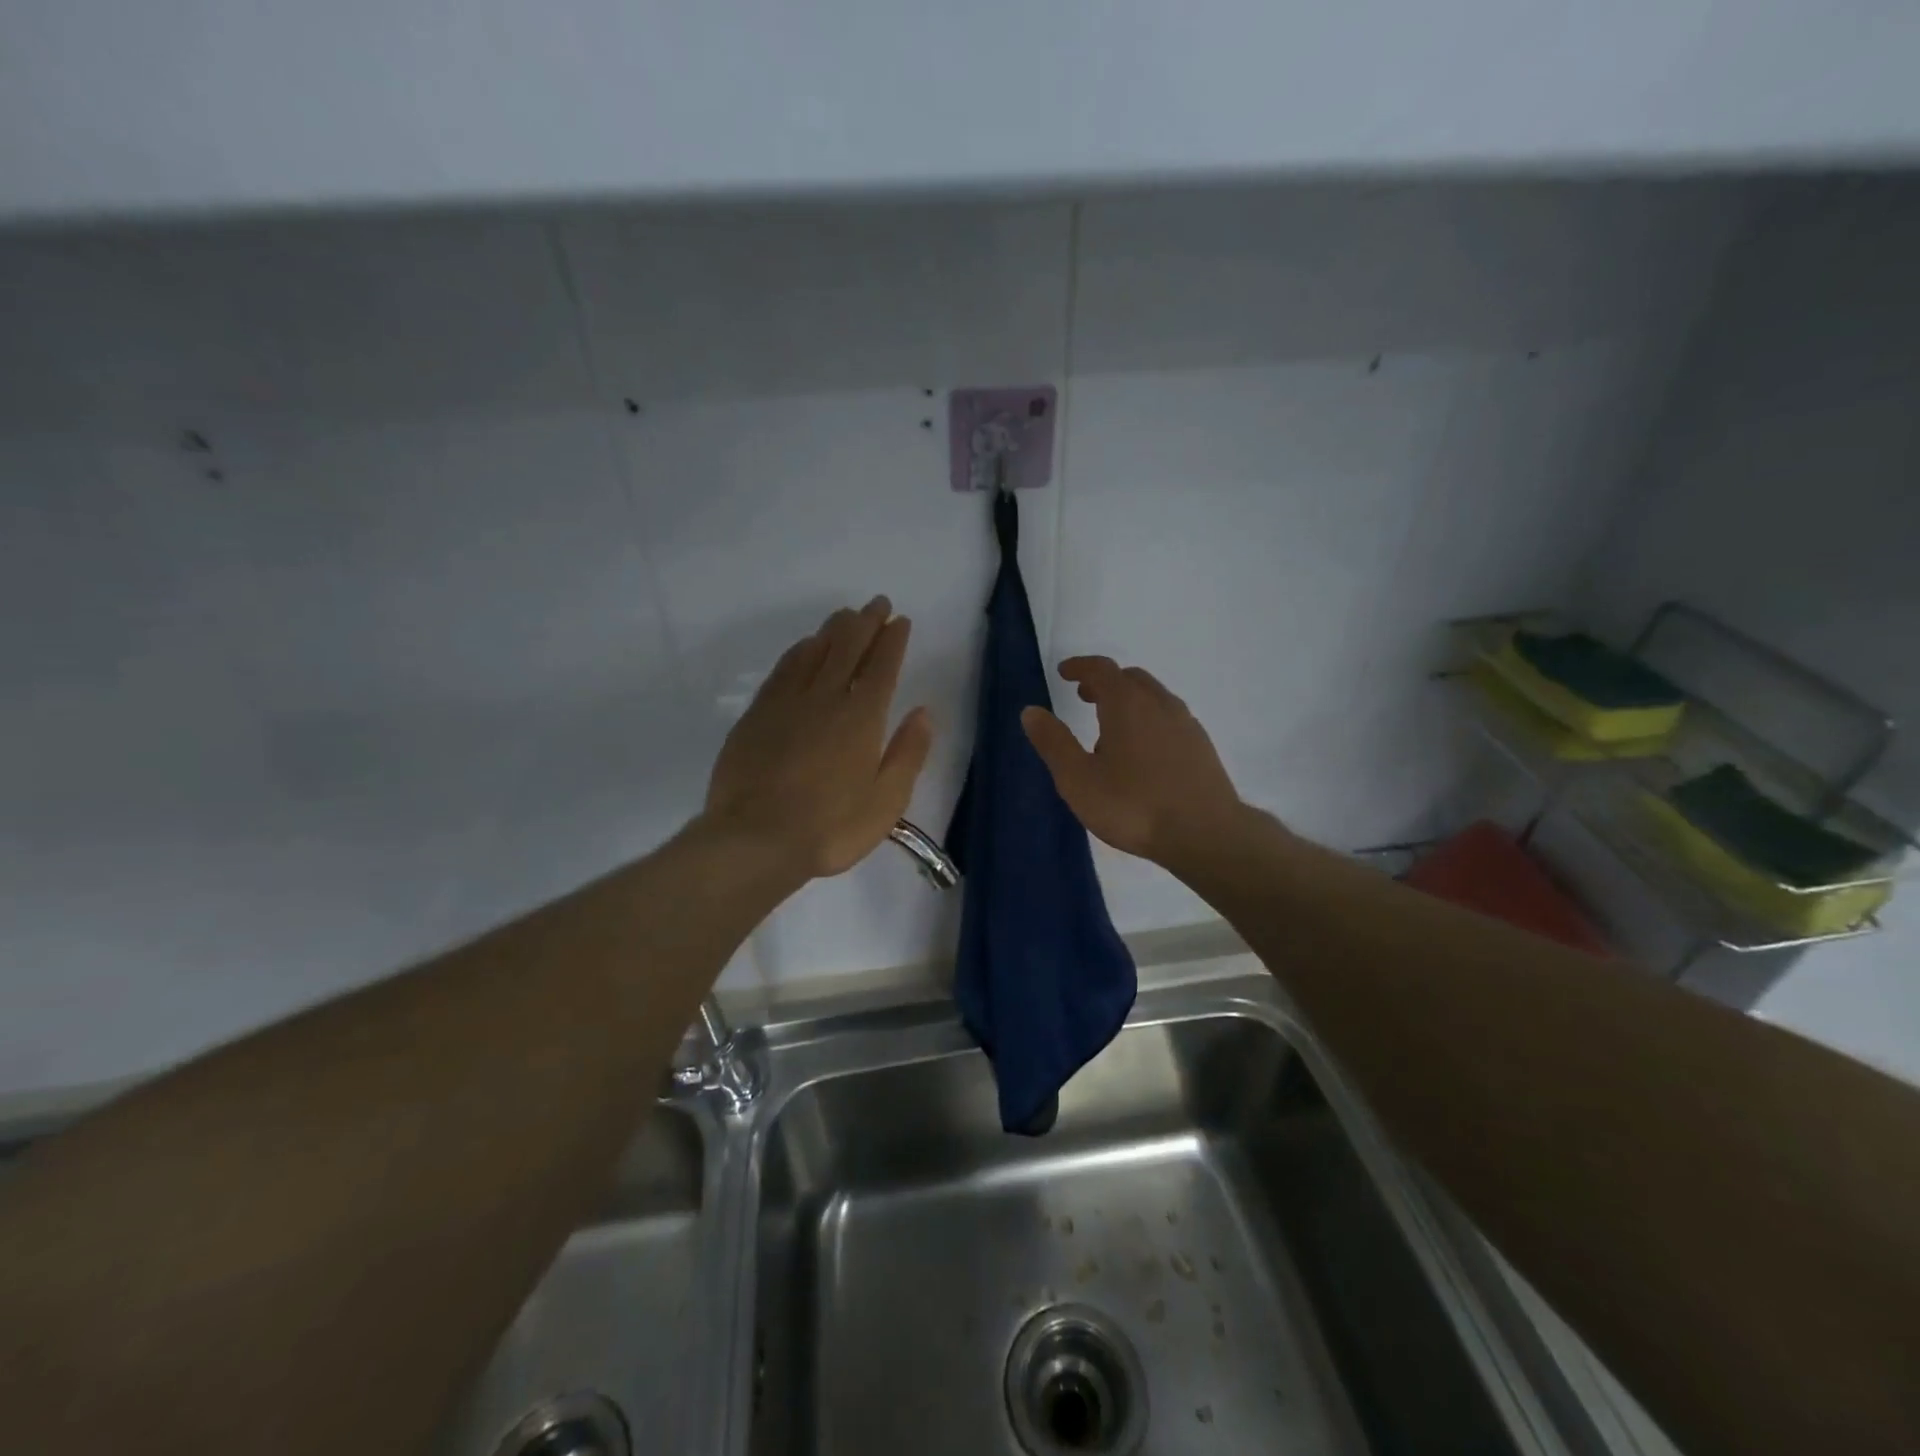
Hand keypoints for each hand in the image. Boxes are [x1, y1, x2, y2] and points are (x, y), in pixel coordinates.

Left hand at [704, 597, 934, 878]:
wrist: (754, 841)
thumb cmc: (829, 828)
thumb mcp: (886, 802)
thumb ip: (908, 754)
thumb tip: (923, 713)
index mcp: (862, 719)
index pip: (882, 667)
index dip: (893, 640)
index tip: (900, 621)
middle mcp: (825, 700)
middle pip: (848, 649)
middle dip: (866, 623)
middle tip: (877, 604)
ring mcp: (787, 704)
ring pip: (814, 652)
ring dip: (833, 630)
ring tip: (845, 615)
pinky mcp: (756, 715)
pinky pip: (783, 670)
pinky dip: (798, 651)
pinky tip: (804, 646)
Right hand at [1021, 657, 1243, 864]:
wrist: (1205, 834)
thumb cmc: (1133, 806)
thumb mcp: (1078, 779)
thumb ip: (1053, 742)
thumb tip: (1031, 711)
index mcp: (1127, 704)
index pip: (1101, 669)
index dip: (1080, 666)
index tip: (1064, 673)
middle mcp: (1159, 704)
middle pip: (1130, 679)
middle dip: (1105, 683)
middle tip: (1084, 697)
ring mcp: (1185, 724)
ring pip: (1153, 698)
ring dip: (1128, 702)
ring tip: (1109, 732)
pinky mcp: (1201, 746)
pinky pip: (1169, 718)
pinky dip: (1149, 720)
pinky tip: (1142, 754)